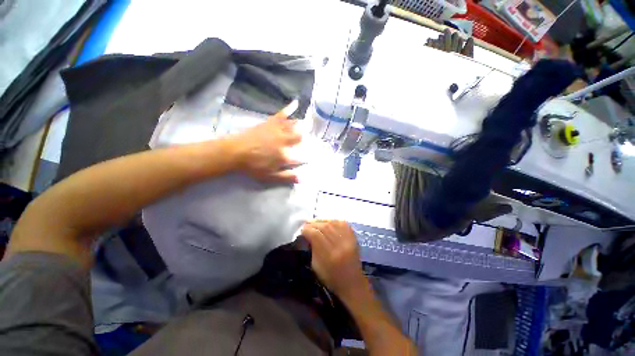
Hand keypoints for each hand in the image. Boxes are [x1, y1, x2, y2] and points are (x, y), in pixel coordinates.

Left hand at [232, 103, 301, 182]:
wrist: (235, 152)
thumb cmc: (253, 166)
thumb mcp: (270, 176)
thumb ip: (287, 177)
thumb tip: (303, 179)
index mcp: (285, 156)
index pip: (301, 157)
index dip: (307, 157)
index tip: (310, 157)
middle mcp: (284, 142)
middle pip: (300, 138)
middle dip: (306, 139)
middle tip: (308, 139)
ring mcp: (278, 130)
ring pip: (295, 126)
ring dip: (303, 126)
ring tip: (309, 124)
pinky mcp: (271, 122)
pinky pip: (282, 114)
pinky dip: (290, 108)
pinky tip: (297, 103)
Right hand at [301, 220, 367, 298]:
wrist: (352, 281)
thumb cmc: (331, 277)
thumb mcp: (316, 266)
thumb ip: (312, 247)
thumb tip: (307, 234)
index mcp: (329, 254)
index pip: (315, 234)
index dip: (307, 230)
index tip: (302, 230)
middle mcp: (340, 244)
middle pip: (324, 226)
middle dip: (313, 224)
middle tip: (307, 224)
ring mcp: (348, 239)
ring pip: (332, 222)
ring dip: (322, 221)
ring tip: (316, 222)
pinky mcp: (353, 236)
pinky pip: (341, 222)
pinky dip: (332, 221)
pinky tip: (327, 222)